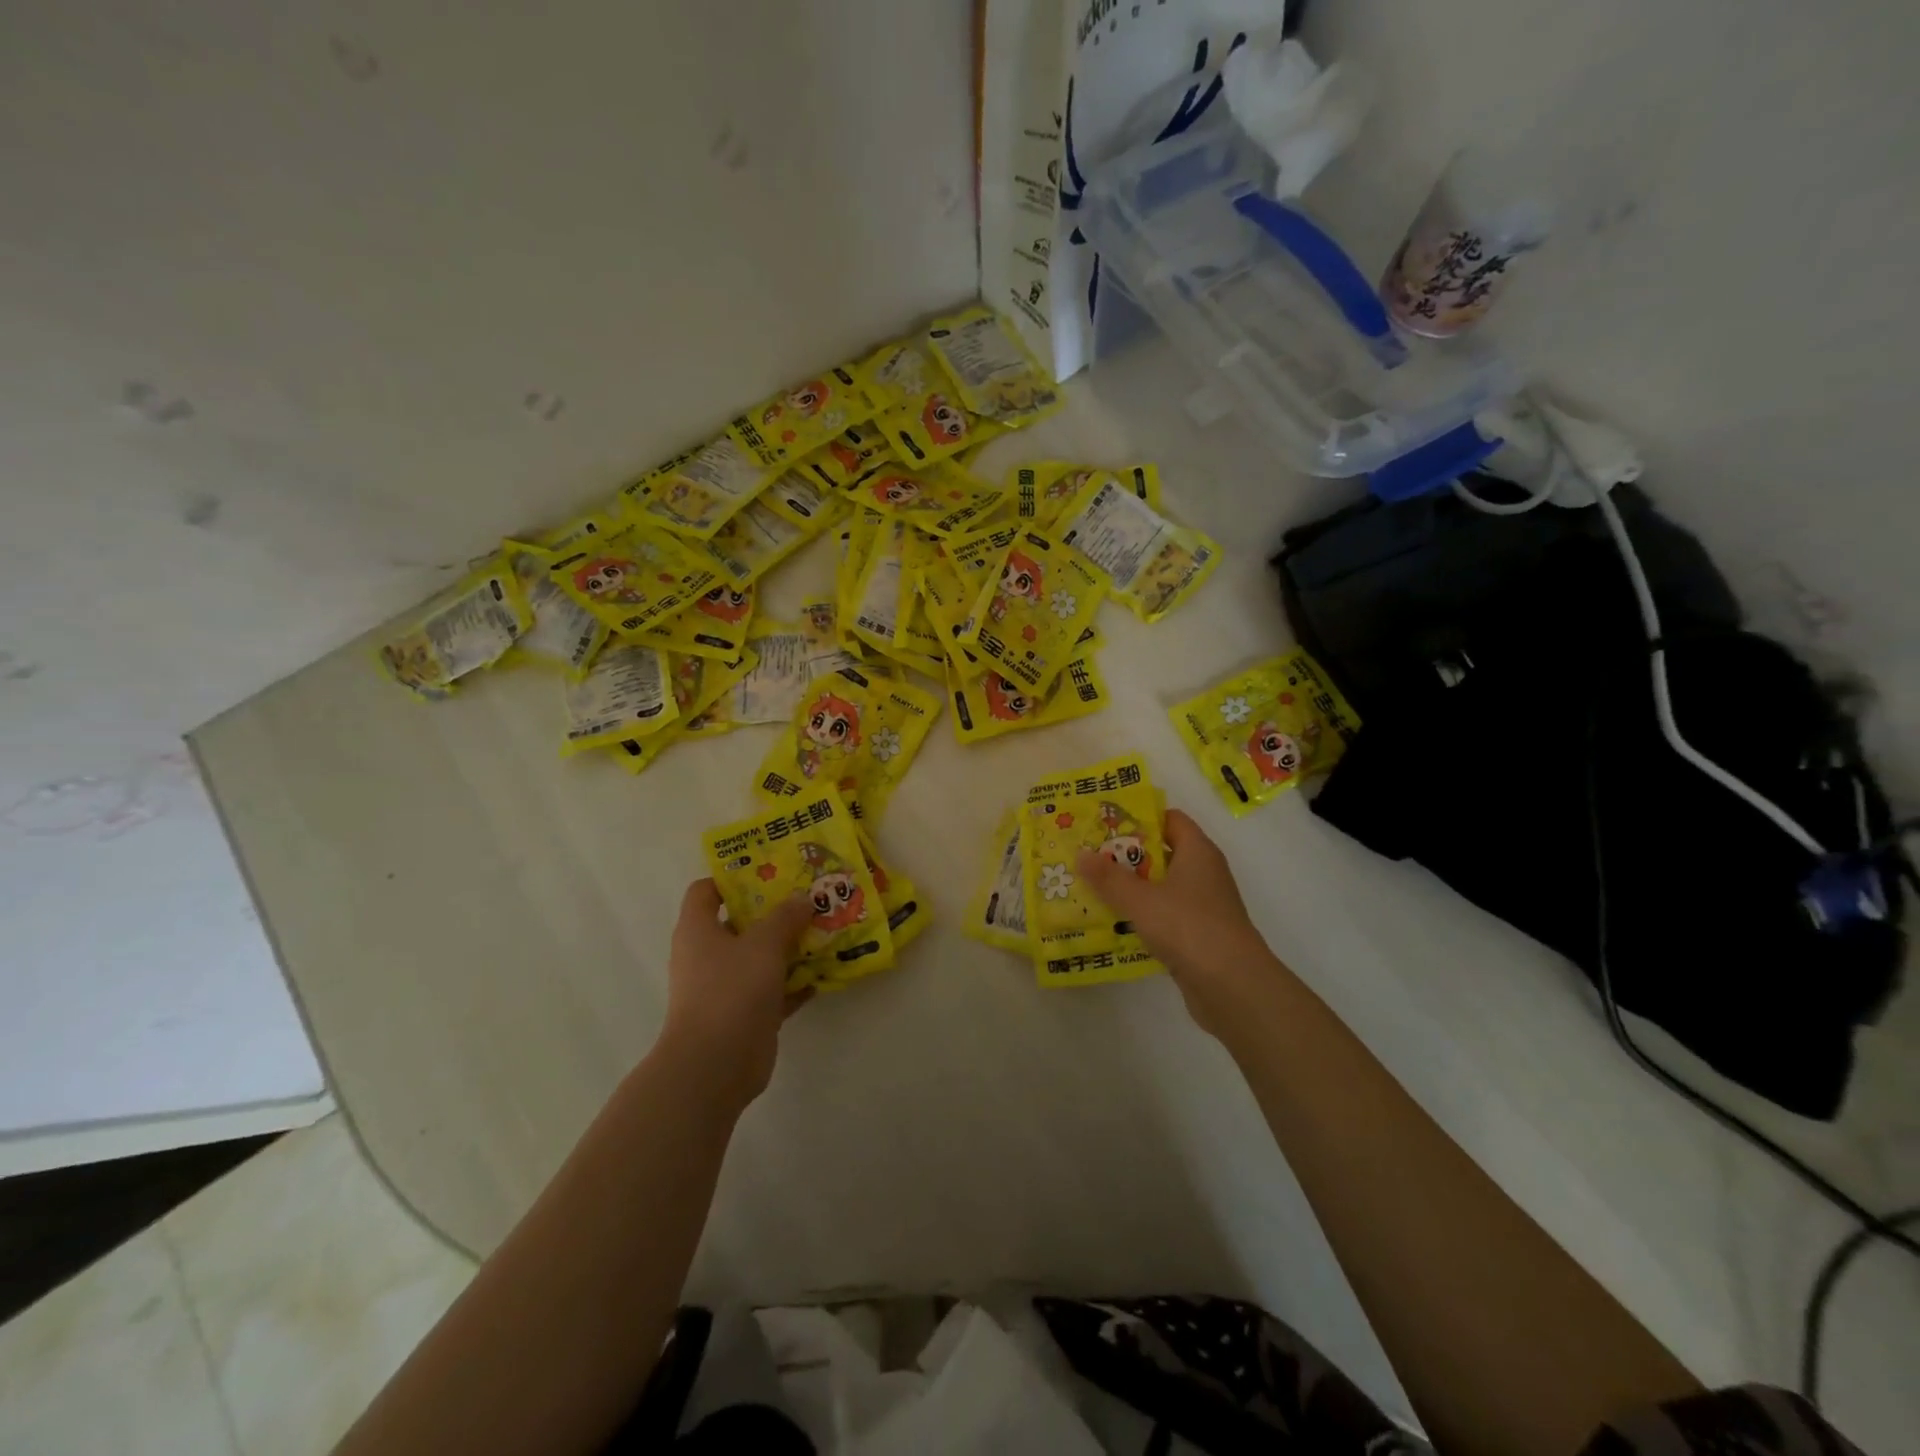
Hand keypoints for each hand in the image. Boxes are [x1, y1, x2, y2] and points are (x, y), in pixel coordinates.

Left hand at [659, 880, 812, 1110]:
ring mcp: (725, 987)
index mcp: (698, 930)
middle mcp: (707, 955)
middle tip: (808, 897)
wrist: (715, 1066)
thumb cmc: (731, 990)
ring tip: (823, 930)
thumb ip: (785, 917)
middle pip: (740, 923)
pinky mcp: (745, 1015)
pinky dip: (794, 983)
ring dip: (788, 947)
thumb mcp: (763, 944)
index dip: (733, 878)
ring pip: (760, 957)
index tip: (770, 871)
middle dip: (774, 911)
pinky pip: (773, 991)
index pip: (706, 891)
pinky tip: (823, 974)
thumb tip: (802, 898)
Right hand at [1076, 809, 1282, 1038]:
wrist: (1232, 987)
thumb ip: (1109, 877)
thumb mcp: (1141, 899)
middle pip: (1162, 853)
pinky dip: (1143, 917)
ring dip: (1132, 888)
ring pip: (1162, 887)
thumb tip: (1081, 854)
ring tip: (1092, 889)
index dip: (1139, 818)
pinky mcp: (1199, 936)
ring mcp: (1203, 906)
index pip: (1169, 819)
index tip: (1105, 824)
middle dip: (1126, 856)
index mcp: (1198, 852)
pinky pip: (1165, 916)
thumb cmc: (1189, 927)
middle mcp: (1204, 873)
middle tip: (1090, 857)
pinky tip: (1114, 924)